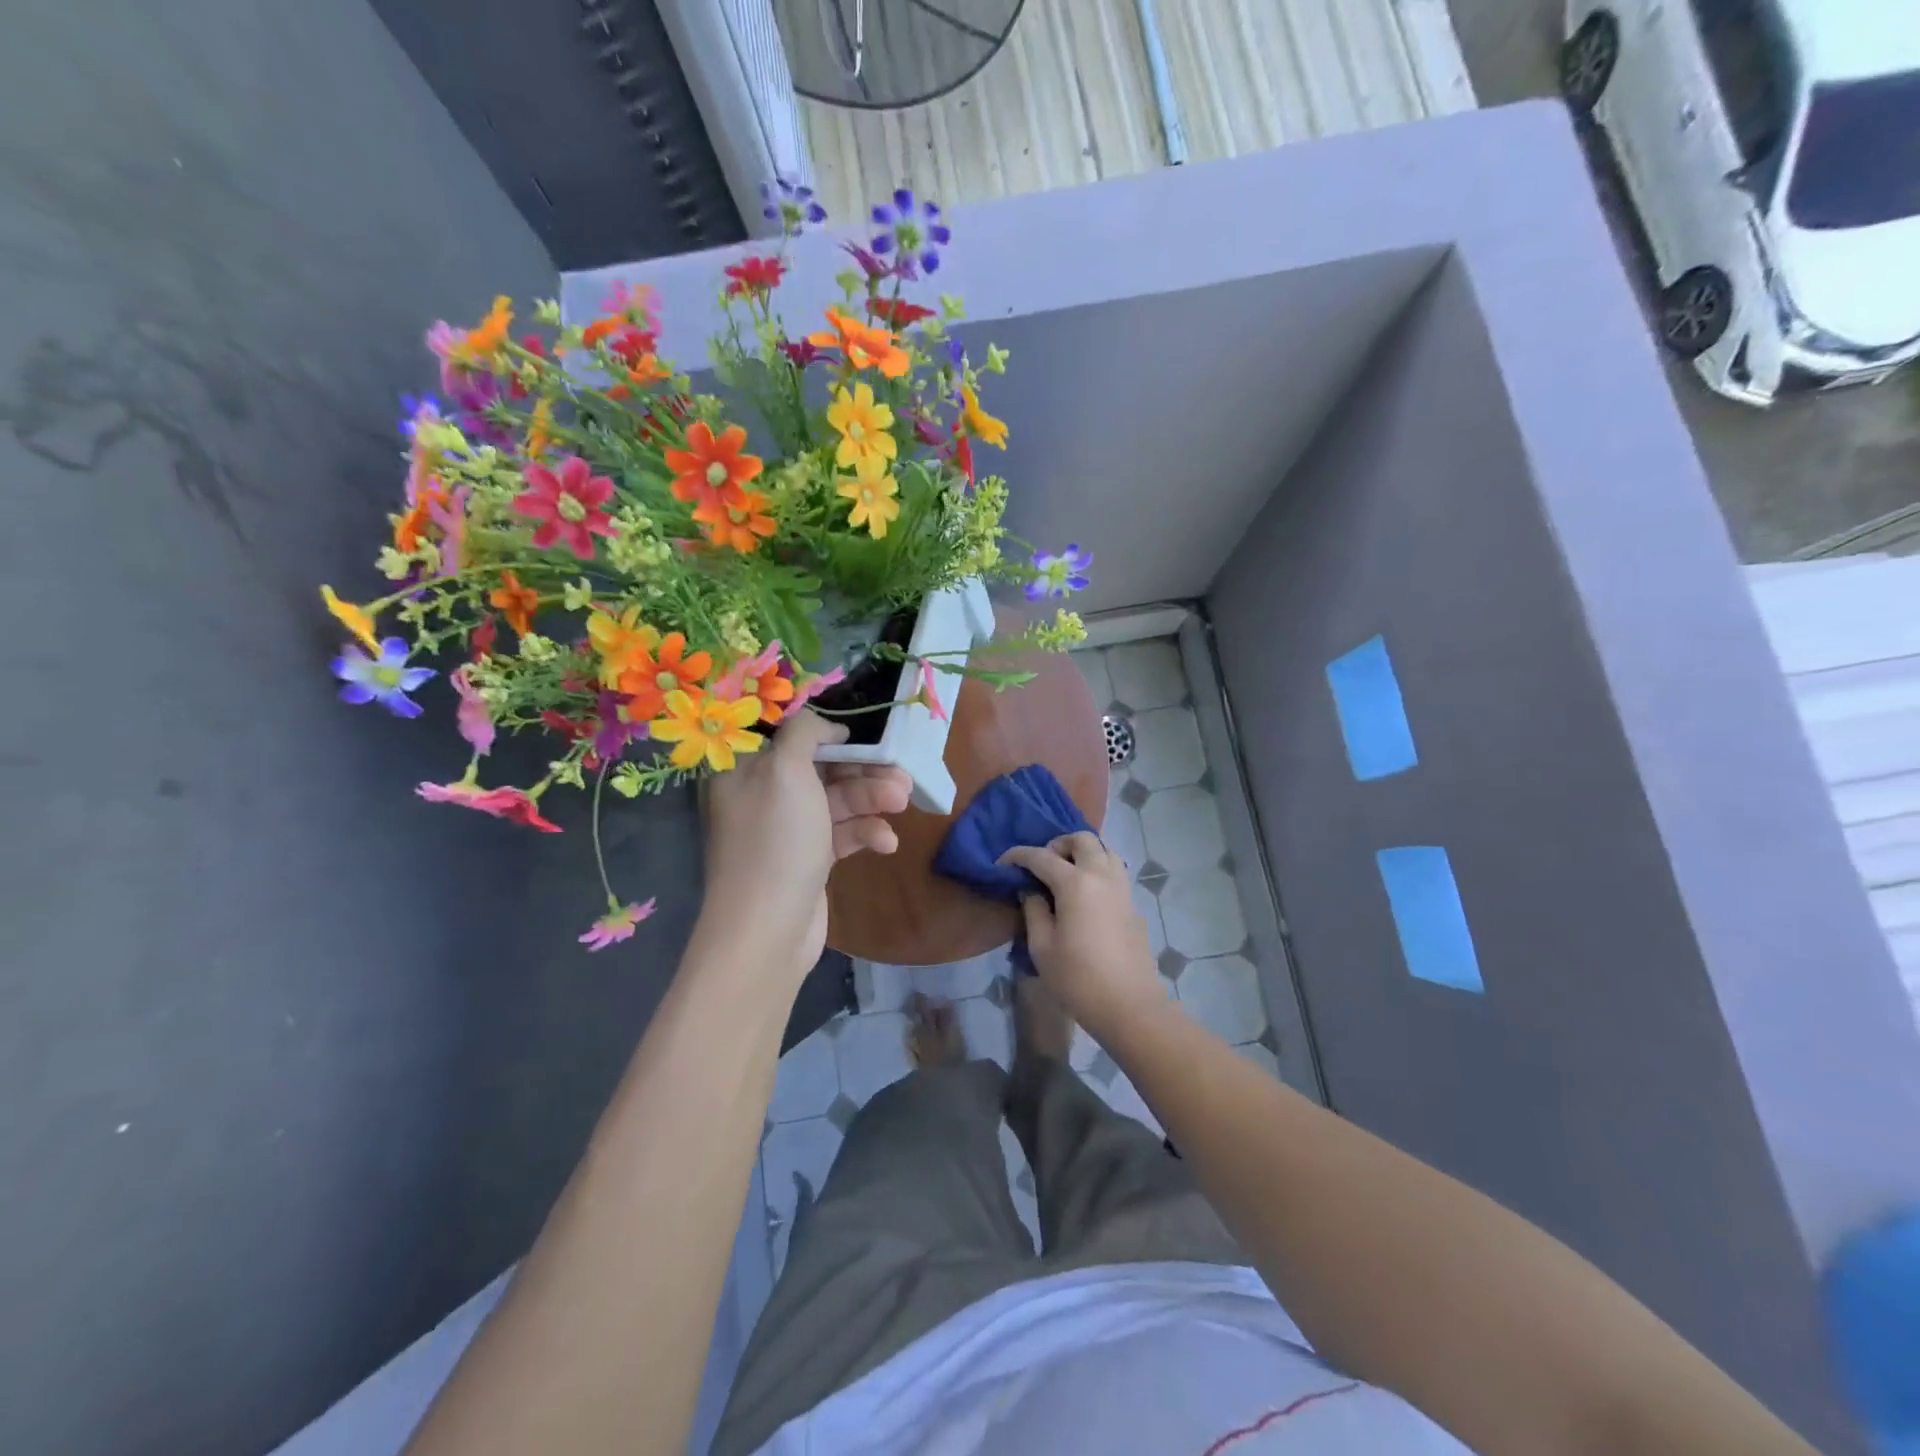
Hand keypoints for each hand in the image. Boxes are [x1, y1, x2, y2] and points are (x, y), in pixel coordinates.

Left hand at [699, 709, 911, 979]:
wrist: (768, 929)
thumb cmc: (776, 840)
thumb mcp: (785, 771)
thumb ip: (805, 733)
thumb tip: (827, 726)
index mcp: (747, 770)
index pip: (788, 736)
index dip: (826, 731)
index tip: (862, 732)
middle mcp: (764, 795)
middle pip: (820, 768)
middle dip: (862, 768)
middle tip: (899, 770)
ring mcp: (788, 830)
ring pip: (837, 801)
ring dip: (871, 798)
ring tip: (902, 801)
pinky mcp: (809, 859)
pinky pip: (842, 834)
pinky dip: (865, 833)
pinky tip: (886, 843)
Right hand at [999, 832, 1167, 1041]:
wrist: (1129, 1005)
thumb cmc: (1078, 978)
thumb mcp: (1042, 947)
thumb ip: (1034, 910)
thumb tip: (1031, 890)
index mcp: (1076, 883)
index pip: (1042, 856)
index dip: (1018, 856)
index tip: (1002, 863)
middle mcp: (1102, 876)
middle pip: (1083, 839)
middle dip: (1058, 844)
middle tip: (1042, 865)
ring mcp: (1122, 889)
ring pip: (1105, 850)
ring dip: (1084, 853)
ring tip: (1066, 875)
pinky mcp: (1133, 905)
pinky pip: (1115, 872)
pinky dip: (1098, 870)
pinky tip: (1086, 896)